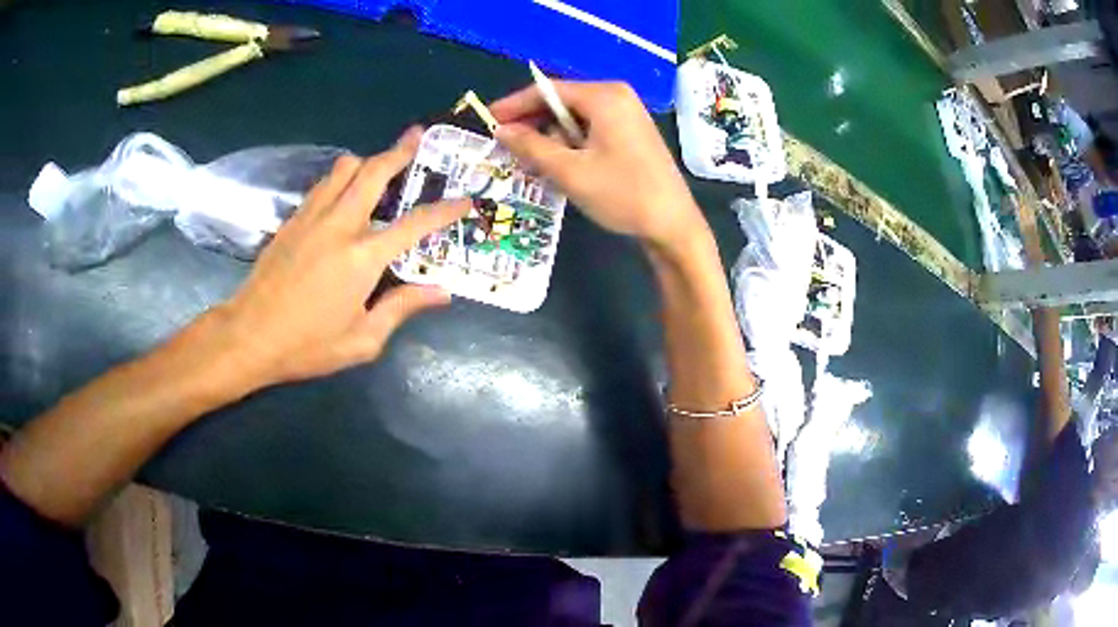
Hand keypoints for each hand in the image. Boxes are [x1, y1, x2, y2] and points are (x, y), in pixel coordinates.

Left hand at [214, 127, 468, 386]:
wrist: (249, 336)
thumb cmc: (307, 345)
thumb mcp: (362, 340)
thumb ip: (402, 308)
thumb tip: (441, 292)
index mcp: (362, 257)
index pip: (414, 223)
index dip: (444, 210)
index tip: (465, 199)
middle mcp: (339, 225)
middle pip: (374, 172)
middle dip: (399, 151)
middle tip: (418, 137)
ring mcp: (311, 217)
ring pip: (344, 168)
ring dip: (367, 161)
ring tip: (381, 166)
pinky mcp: (292, 220)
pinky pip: (323, 184)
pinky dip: (341, 177)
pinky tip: (344, 190)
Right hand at [490, 81, 704, 247]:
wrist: (673, 225)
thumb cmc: (622, 194)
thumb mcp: (569, 171)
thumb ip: (531, 146)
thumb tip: (501, 130)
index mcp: (605, 96)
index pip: (548, 90)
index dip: (515, 105)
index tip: (488, 120)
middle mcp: (617, 96)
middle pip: (562, 102)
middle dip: (534, 124)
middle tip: (508, 148)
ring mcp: (628, 113)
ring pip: (575, 118)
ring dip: (552, 138)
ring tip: (535, 165)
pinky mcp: (632, 132)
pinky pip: (591, 128)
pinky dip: (572, 144)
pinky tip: (562, 165)